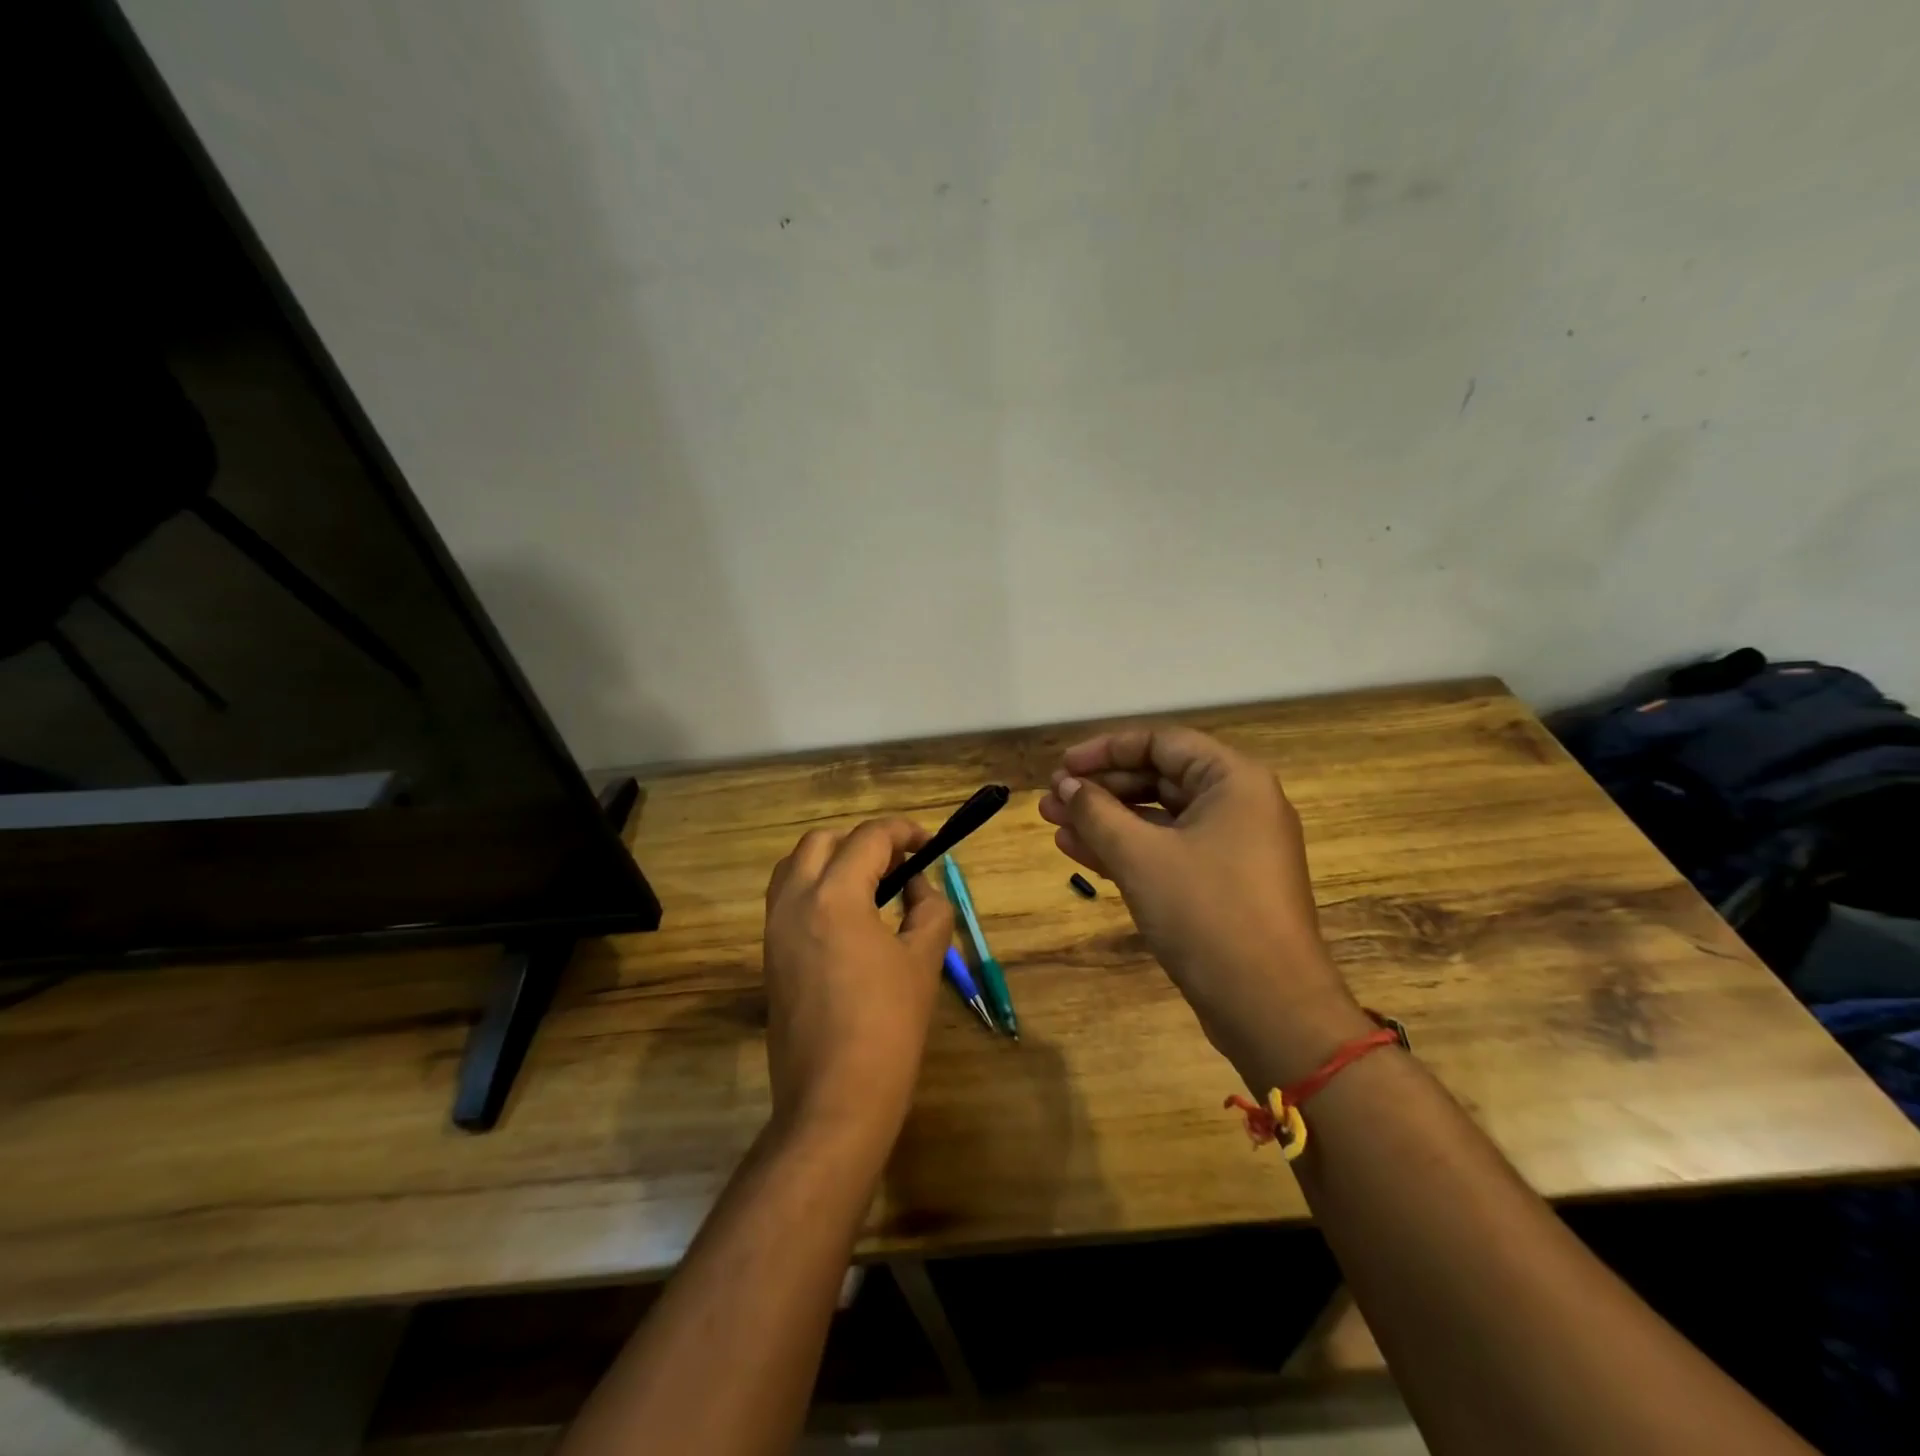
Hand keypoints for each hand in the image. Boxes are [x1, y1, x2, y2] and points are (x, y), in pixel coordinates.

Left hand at [762, 818, 954, 1149]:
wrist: (834, 1099)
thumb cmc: (888, 1026)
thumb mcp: (924, 960)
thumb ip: (929, 909)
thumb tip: (917, 886)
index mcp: (834, 896)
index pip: (868, 838)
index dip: (903, 832)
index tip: (929, 843)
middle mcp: (794, 901)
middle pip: (823, 841)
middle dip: (863, 842)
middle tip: (899, 865)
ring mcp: (774, 929)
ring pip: (795, 866)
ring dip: (833, 860)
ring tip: (871, 885)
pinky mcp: (769, 956)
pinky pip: (786, 899)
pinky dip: (815, 888)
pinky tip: (847, 917)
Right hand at [1037, 727, 1368, 1089]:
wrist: (1268, 1006)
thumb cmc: (1206, 913)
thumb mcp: (1140, 856)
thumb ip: (1097, 812)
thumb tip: (1065, 786)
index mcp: (1234, 780)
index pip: (1161, 743)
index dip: (1105, 750)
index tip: (1062, 768)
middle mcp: (1238, 804)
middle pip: (1158, 779)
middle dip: (1100, 789)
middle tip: (1050, 801)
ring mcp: (1232, 847)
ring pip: (1158, 818)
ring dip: (1105, 820)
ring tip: (1053, 824)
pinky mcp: (1221, 884)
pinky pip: (1167, 851)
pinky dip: (1126, 849)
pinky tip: (1078, 852)